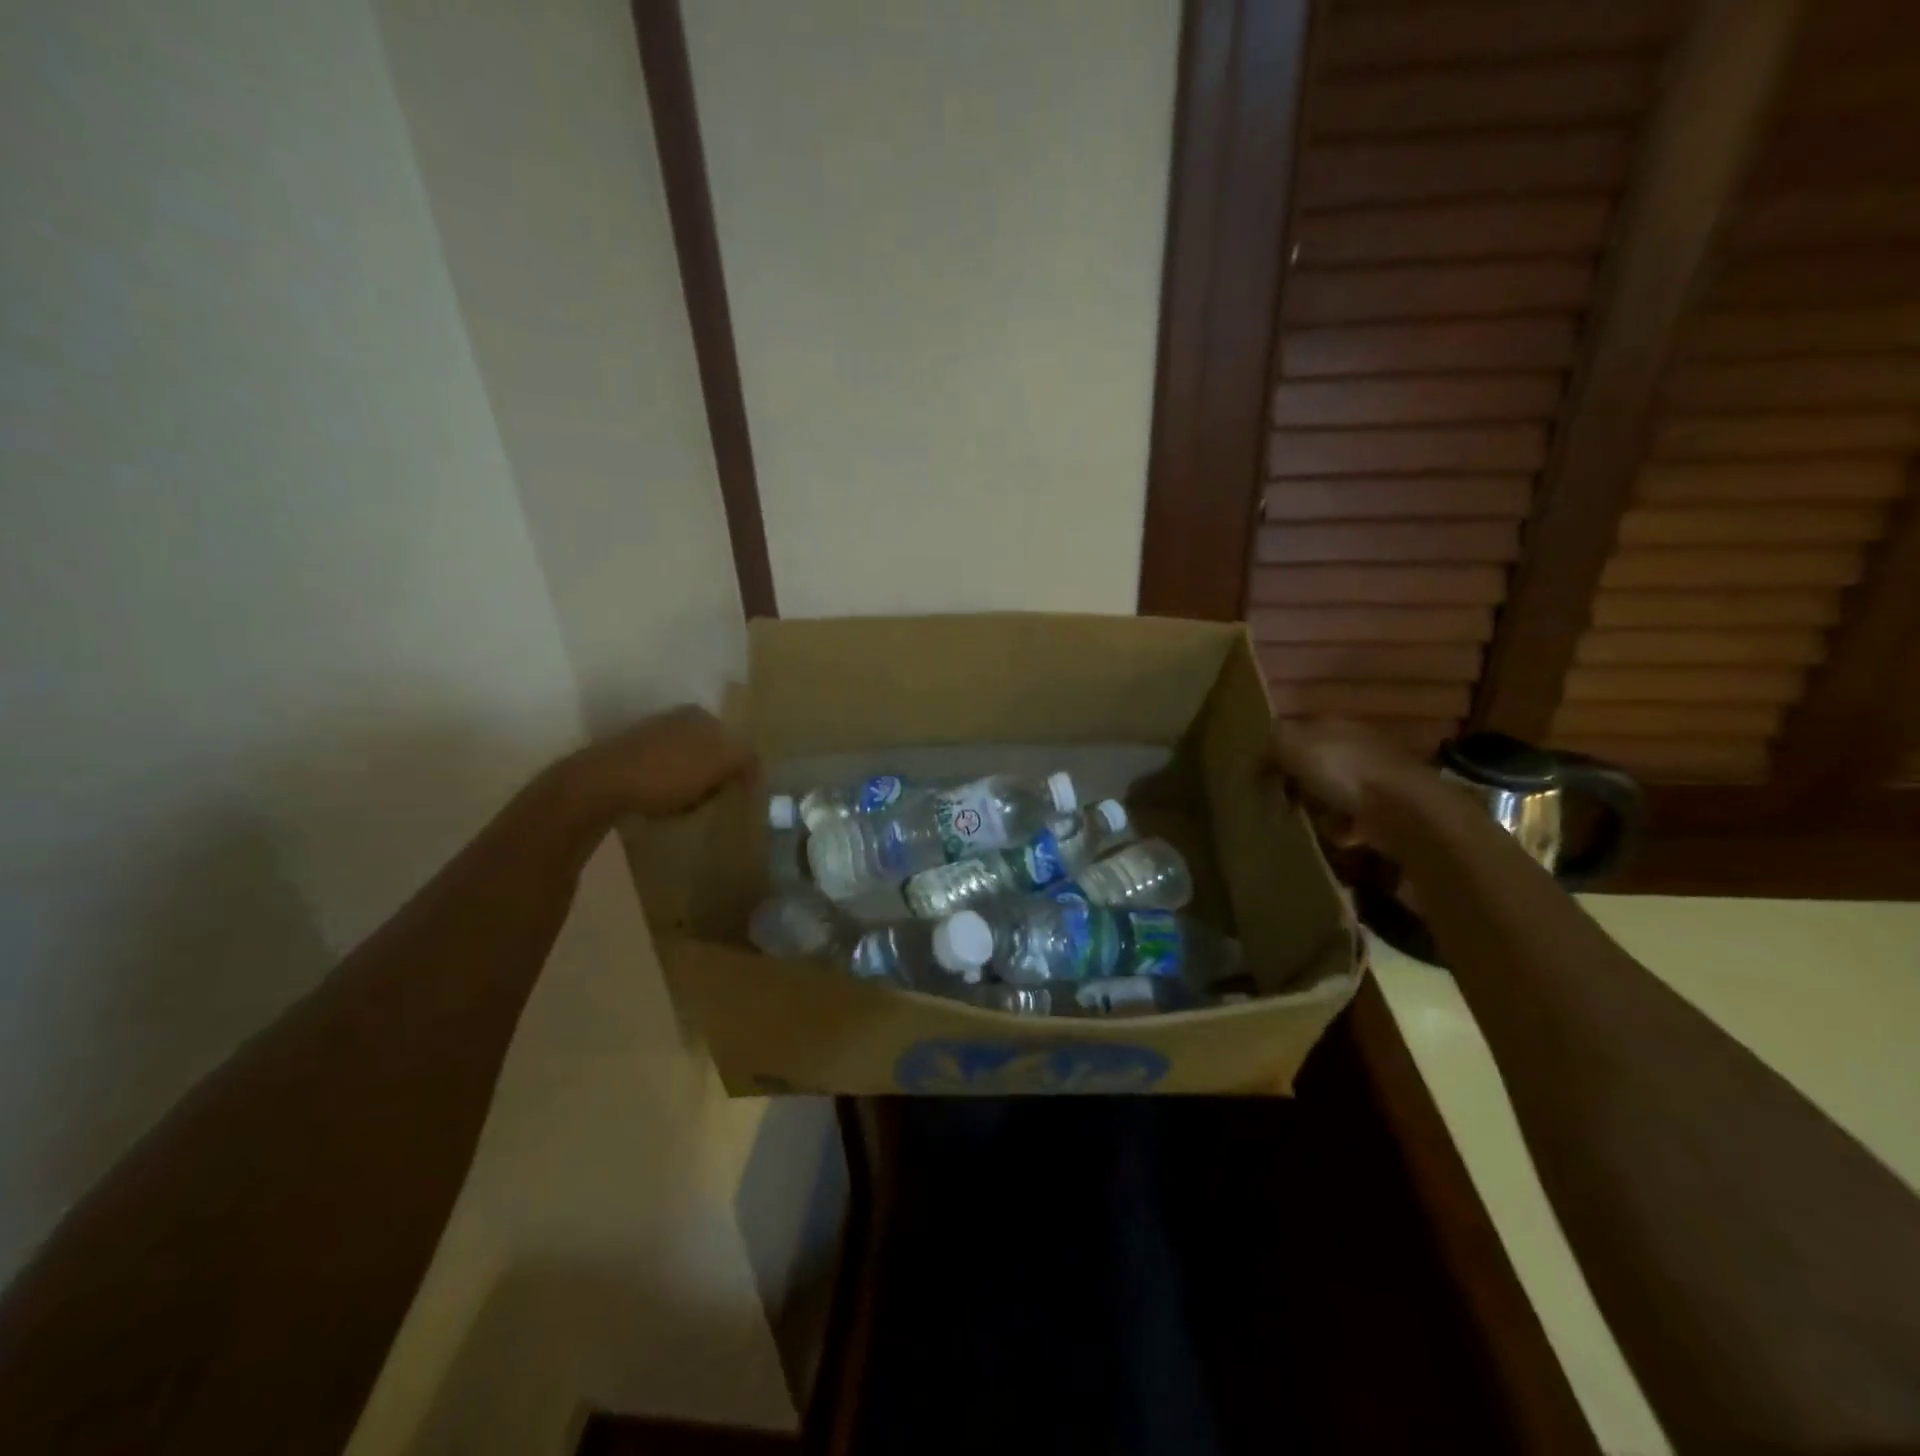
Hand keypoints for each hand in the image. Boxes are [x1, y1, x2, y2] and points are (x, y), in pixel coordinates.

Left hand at [565, 706, 757, 819]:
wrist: (602, 784)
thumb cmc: (668, 772)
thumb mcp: (720, 762)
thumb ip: (746, 759)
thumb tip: (755, 766)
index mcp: (700, 714)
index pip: (734, 742)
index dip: (737, 770)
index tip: (734, 793)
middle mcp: (676, 718)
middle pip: (710, 753)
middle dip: (714, 777)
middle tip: (712, 800)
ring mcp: (650, 735)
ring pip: (686, 765)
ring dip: (690, 785)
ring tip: (686, 807)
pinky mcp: (628, 757)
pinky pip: (662, 774)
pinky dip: (667, 789)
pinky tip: (661, 804)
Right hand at [1266, 718, 1431, 846]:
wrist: (1403, 811)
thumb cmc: (1343, 771)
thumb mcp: (1292, 746)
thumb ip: (1270, 746)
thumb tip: (1258, 758)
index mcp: (1335, 726)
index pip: (1298, 732)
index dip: (1276, 751)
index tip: (1259, 774)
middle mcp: (1357, 747)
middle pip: (1316, 762)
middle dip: (1297, 781)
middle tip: (1277, 800)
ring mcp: (1374, 779)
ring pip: (1334, 790)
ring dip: (1319, 807)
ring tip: (1303, 821)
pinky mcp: (1385, 810)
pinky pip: (1352, 820)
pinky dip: (1341, 829)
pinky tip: (1334, 835)